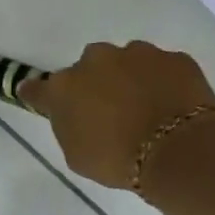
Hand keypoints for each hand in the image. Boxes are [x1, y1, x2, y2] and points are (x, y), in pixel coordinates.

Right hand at [19, 41, 214, 190]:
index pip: (38, 88)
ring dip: (129, 78)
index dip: (38, 94)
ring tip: (144, 107)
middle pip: (88, 67)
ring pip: (126, 61)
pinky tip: (170, 104)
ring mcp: (138, 53)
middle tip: (108, 110)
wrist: (177, 150)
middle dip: (94, 83)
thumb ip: (68, 126)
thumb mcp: (77, 155)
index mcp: (64, 87)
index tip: (36, 97)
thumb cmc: (117, 160)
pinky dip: (162, 82)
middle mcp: (96, 60)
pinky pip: (161, 68)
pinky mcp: (174, 57)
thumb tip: (72, 114)